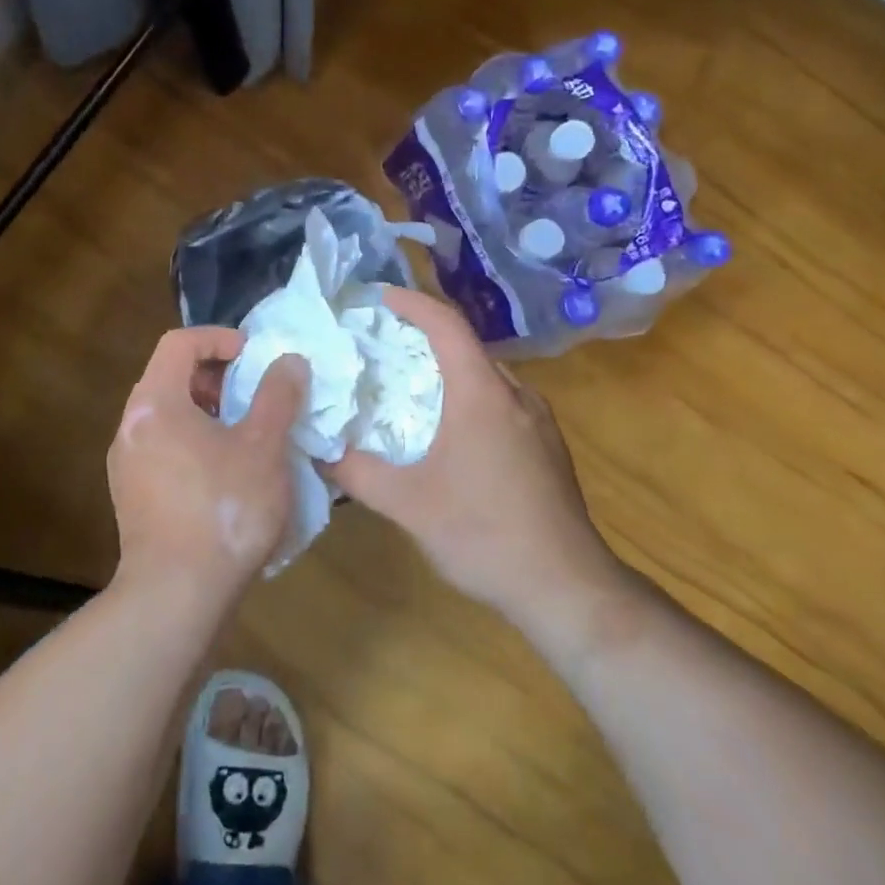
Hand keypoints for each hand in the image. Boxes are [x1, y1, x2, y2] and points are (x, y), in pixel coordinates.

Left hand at [107, 327, 308, 604]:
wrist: (176, 597)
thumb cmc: (223, 509)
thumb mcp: (263, 446)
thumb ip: (277, 396)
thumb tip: (289, 362)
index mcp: (155, 403)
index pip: (179, 343)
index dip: (219, 338)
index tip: (253, 356)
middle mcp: (131, 427)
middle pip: (170, 377)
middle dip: (215, 376)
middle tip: (253, 394)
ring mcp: (126, 465)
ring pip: (167, 416)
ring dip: (207, 412)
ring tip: (246, 434)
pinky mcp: (131, 497)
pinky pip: (163, 448)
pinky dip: (194, 442)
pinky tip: (227, 473)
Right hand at [323, 289, 632, 643]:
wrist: (566, 587)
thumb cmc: (483, 534)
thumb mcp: (408, 504)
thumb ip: (357, 471)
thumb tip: (318, 448)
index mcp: (482, 393)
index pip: (446, 324)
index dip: (412, 302)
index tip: (380, 297)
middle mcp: (515, 394)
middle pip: (467, 346)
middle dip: (424, 337)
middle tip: (383, 348)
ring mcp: (538, 420)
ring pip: (487, 375)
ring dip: (449, 370)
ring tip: (411, 387)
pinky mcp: (547, 445)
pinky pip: (502, 401)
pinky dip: (470, 396)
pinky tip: (451, 432)